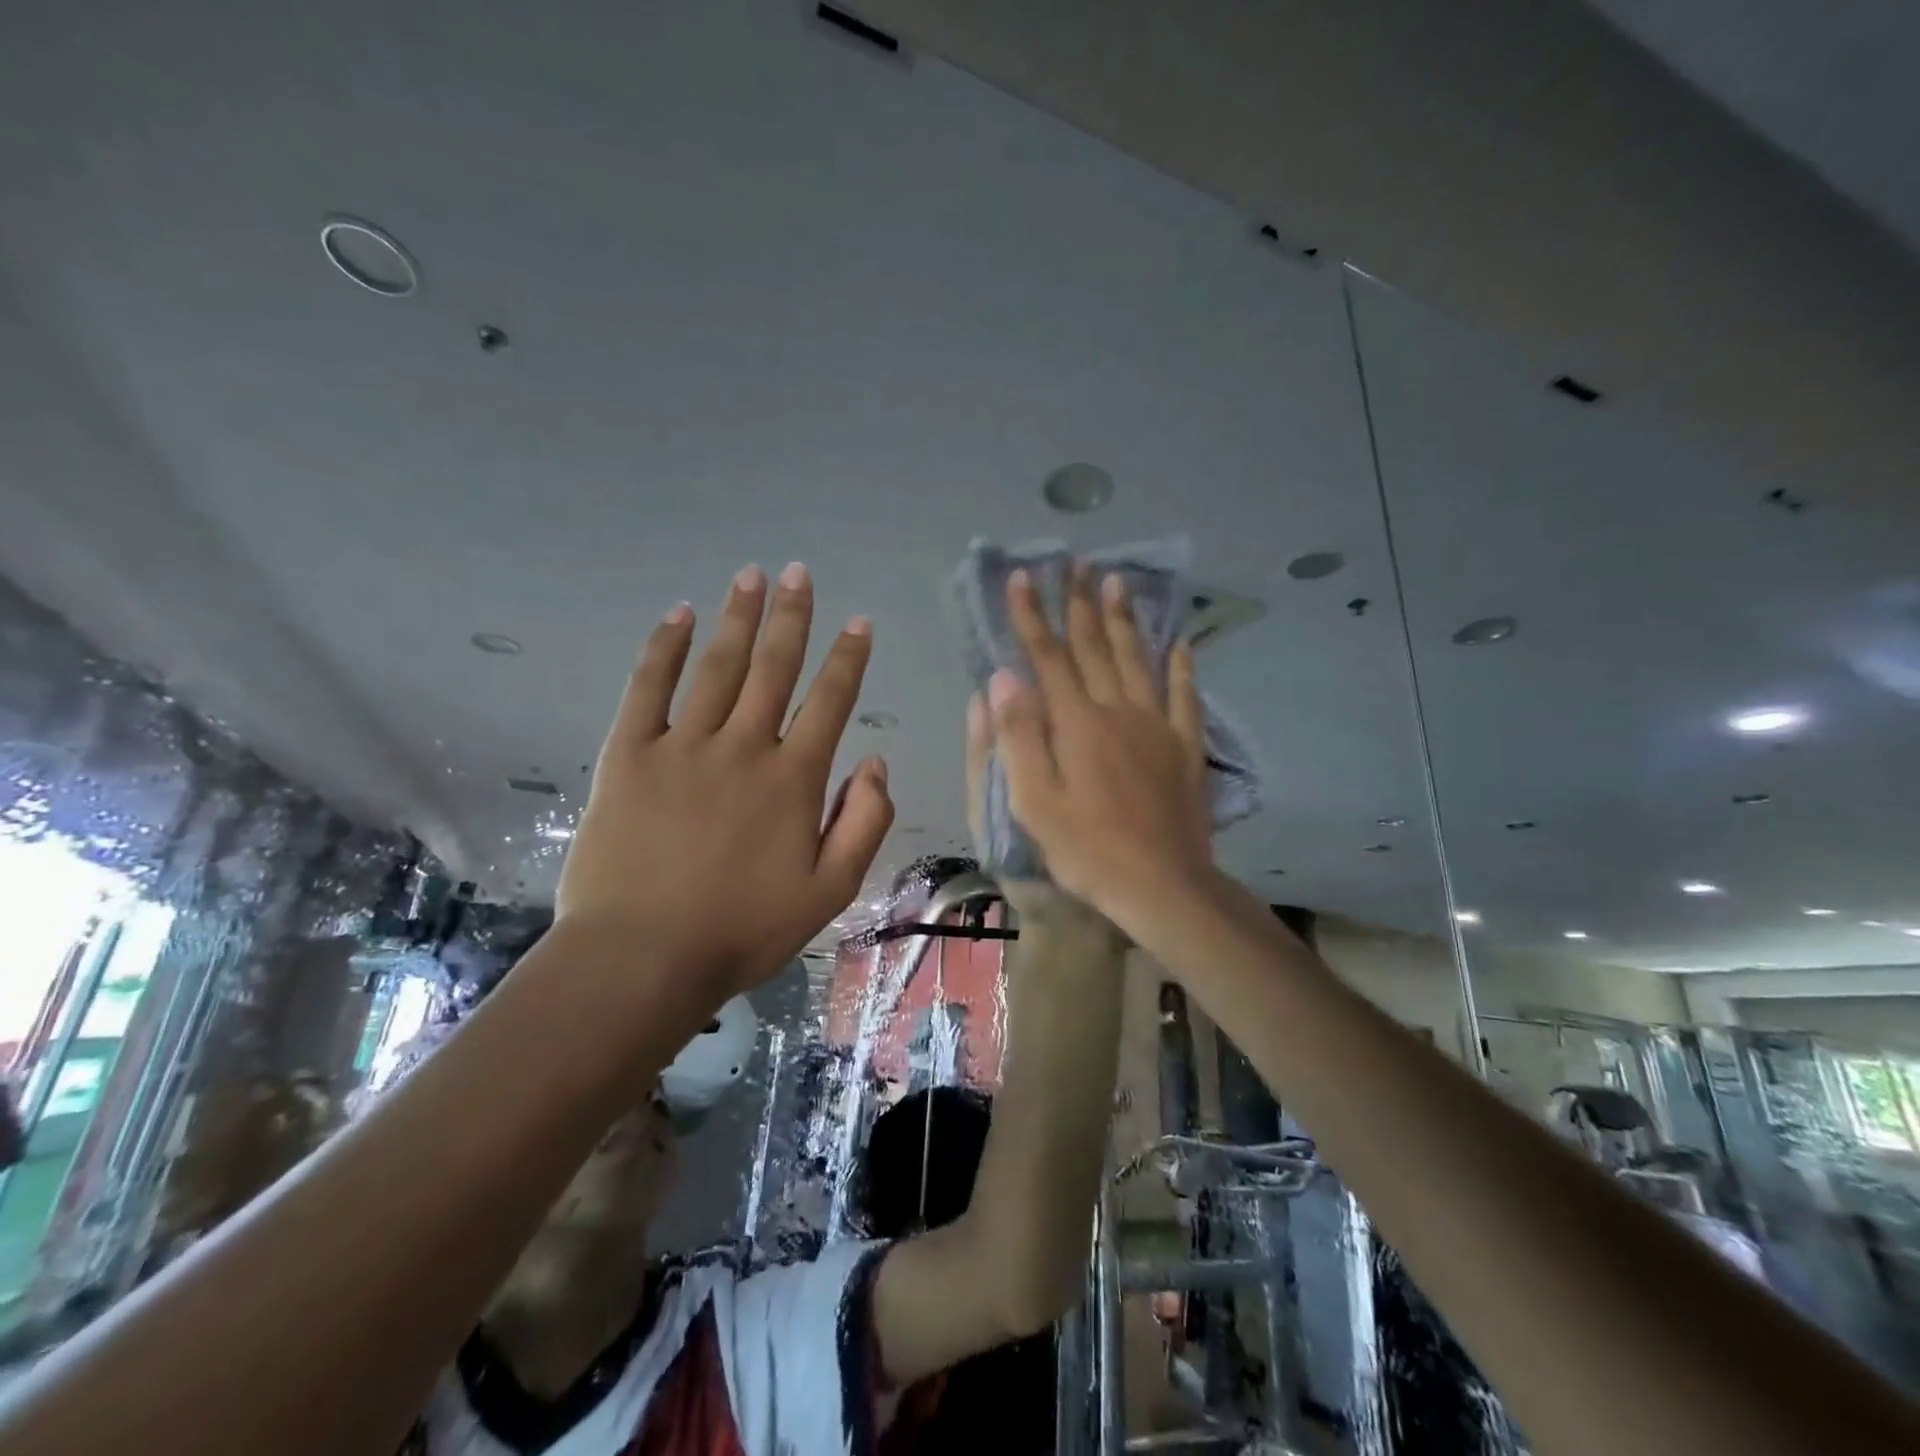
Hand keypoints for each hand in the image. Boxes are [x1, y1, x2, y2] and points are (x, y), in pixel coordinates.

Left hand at [557, 562, 893, 997]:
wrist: (642, 957)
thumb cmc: (743, 929)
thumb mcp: (830, 891)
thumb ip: (864, 823)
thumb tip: (876, 763)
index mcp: (793, 779)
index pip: (830, 702)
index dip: (848, 659)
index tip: (859, 623)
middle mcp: (742, 748)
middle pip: (773, 669)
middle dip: (791, 618)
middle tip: (799, 573)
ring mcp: (682, 747)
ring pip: (717, 668)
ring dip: (737, 619)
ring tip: (751, 577)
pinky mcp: (628, 756)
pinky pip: (647, 689)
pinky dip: (663, 649)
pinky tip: (678, 616)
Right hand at [985, 564, 1212, 936]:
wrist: (1161, 885)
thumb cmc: (1087, 849)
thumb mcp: (1034, 801)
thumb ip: (1018, 736)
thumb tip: (1003, 676)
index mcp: (1076, 723)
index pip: (1048, 656)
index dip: (1032, 615)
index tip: (1022, 577)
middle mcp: (1118, 711)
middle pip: (1095, 646)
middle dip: (1081, 602)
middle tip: (1078, 562)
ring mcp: (1157, 726)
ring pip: (1138, 660)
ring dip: (1125, 619)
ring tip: (1119, 581)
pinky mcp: (1185, 747)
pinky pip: (1184, 696)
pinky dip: (1181, 667)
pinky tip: (1181, 644)